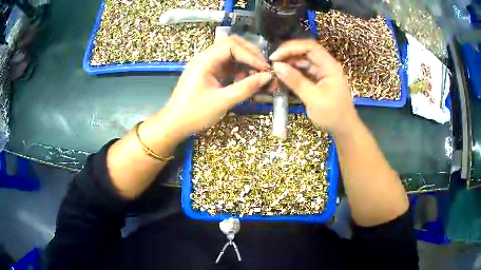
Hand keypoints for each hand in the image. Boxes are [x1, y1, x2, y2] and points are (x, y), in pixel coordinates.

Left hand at [161, 35, 271, 138]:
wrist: (175, 124)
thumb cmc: (194, 114)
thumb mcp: (222, 101)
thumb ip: (246, 88)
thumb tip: (267, 77)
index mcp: (205, 60)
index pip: (231, 45)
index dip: (250, 55)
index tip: (264, 68)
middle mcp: (206, 58)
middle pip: (232, 45)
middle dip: (250, 55)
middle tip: (264, 68)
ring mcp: (208, 65)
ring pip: (232, 55)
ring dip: (246, 63)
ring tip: (257, 77)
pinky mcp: (210, 73)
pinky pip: (228, 66)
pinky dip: (239, 71)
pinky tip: (245, 82)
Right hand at [270, 39, 357, 134]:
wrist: (343, 128)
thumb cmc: (333, 115)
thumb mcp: (314, 99)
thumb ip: (296, 81)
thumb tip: (277, 66)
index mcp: (330, 66)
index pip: (310, 47)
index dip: (291, 48)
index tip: (275, 57)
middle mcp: (325, 65)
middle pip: (304, 52)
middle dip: (286, 56)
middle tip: (271, 65)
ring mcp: (321, 72)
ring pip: (301, 62)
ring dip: (287, 66)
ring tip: (274, 74)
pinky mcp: (316, 79)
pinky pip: (301, 72)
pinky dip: (291, 75)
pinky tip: (281, 80)